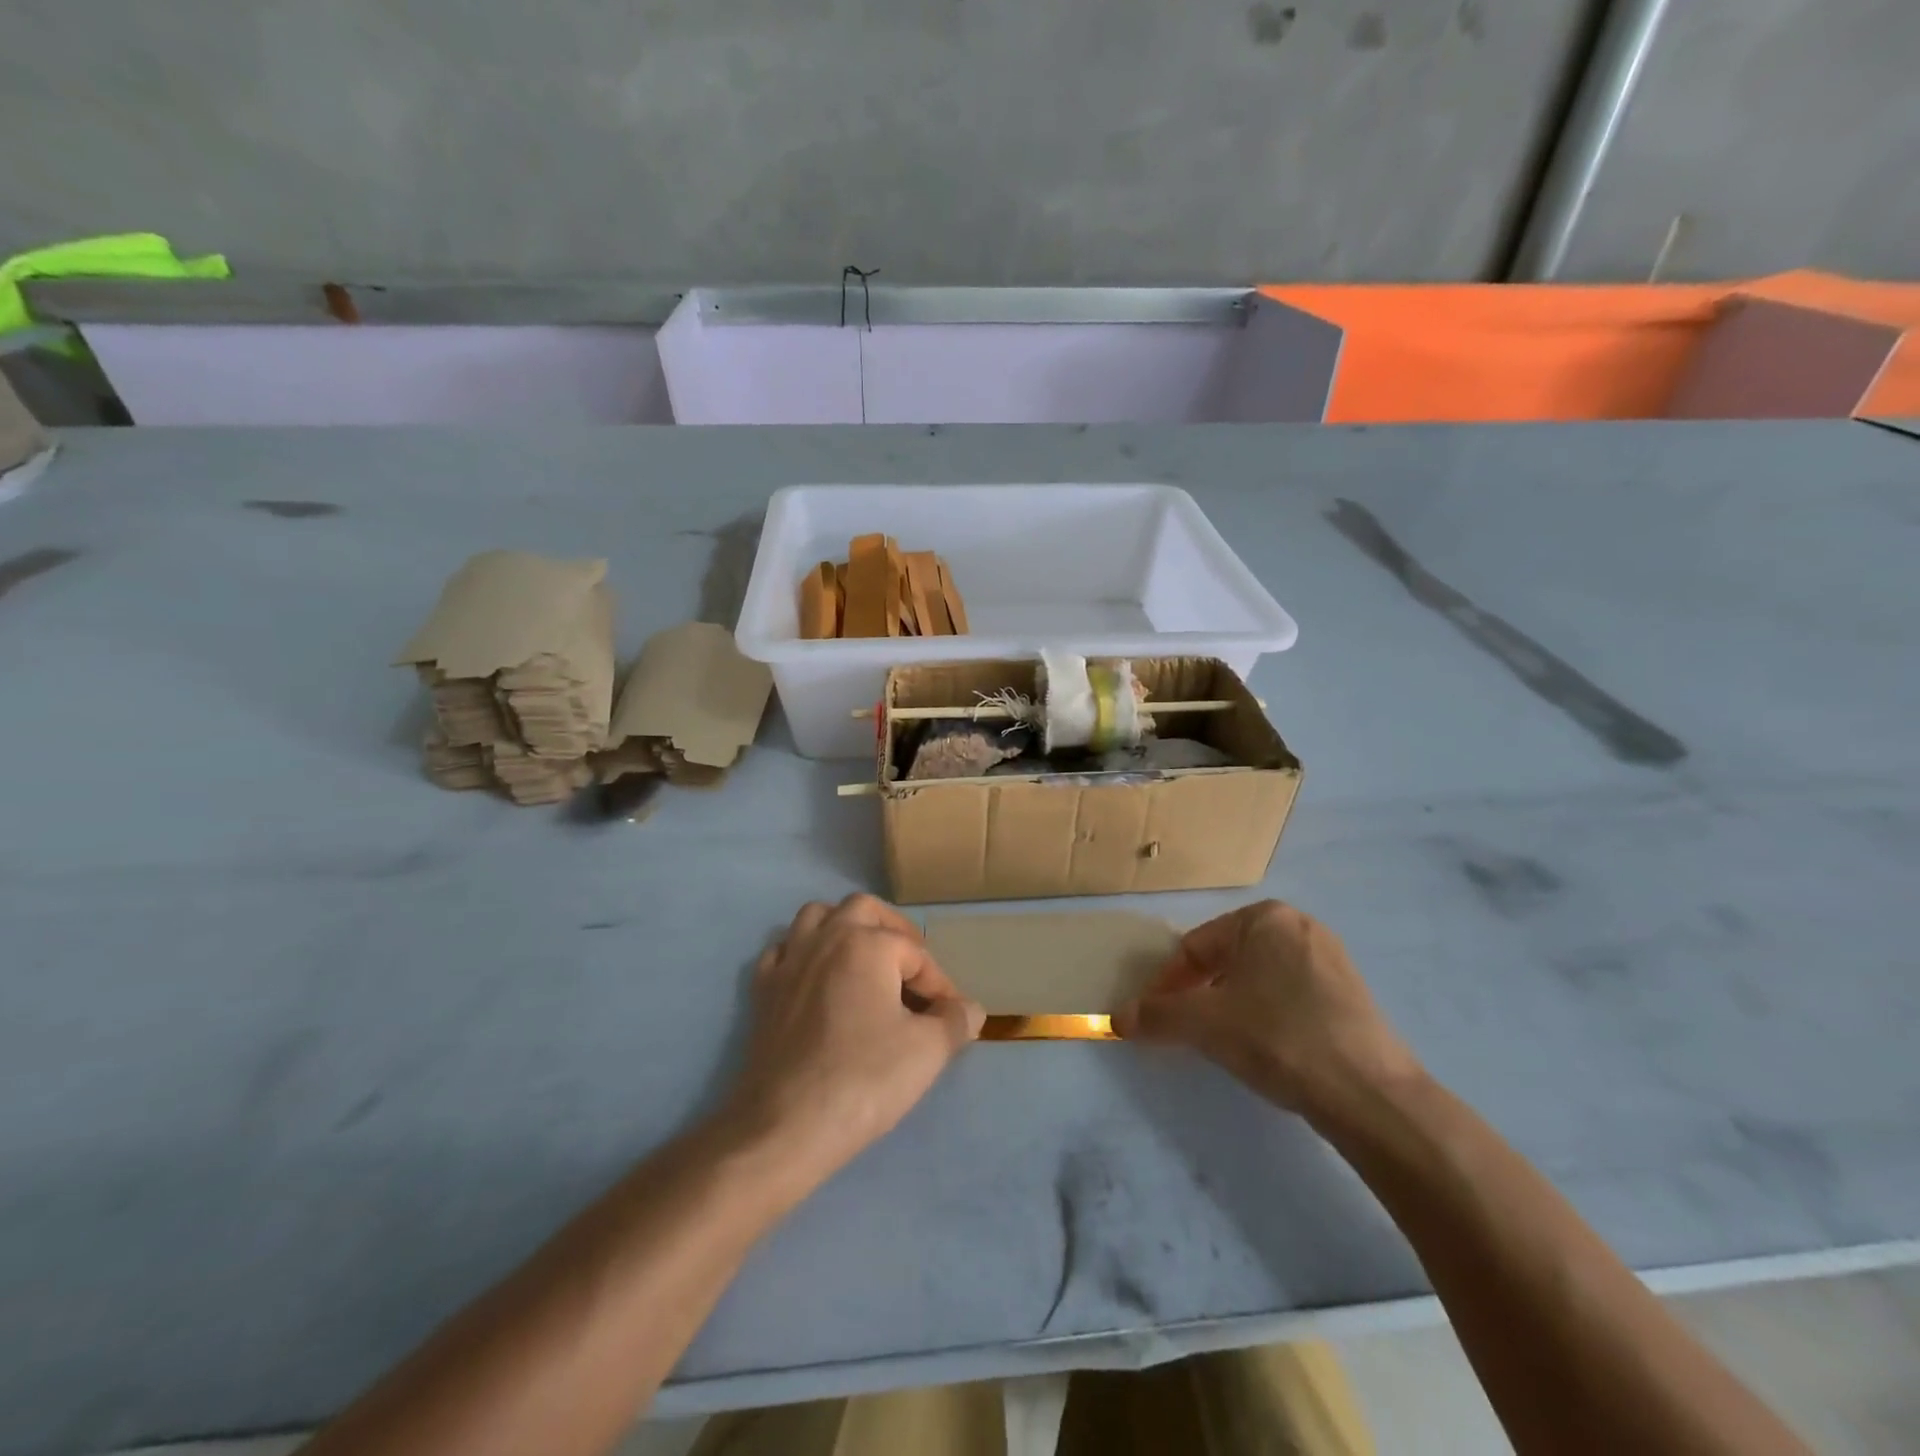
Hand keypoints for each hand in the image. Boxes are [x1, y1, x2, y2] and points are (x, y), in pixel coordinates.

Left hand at [723, 895, 983, 1177]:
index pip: (916, 953)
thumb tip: (971, 1009)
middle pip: (863, 910)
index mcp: (866, 943)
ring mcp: (789, 961)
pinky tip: (815, 979)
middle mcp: (825, 938)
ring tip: (863, 960)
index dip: (939, 985)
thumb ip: (955, 1021)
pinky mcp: (762, 990)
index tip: (951, 1017)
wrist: (785, 1126)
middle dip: (892, 931)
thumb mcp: (927, 1051)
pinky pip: (784, 951)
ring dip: (843, 928)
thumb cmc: (863, 1079)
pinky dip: (803, 954)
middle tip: (910, 966)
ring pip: (816, 917)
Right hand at [1114, 900, 1421, 1121]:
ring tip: (1225, 1043)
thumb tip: (1117, 1018)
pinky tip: (1268, 1049)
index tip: (1155, 1018)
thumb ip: (1157, 1015)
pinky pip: (1290, 997)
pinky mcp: (1352, 996)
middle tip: (1188, 1031)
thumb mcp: (1205, 1024)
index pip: (1196, 947)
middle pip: (1227, 960)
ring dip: (1231, 1006)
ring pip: (1258, 980)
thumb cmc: (1278, 1037)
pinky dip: (1267, 1017)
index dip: (1168, 984)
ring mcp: (1331, 960)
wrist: (1372, 1096)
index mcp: (1264, 917)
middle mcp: (1299, 926)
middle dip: (1200, 994)